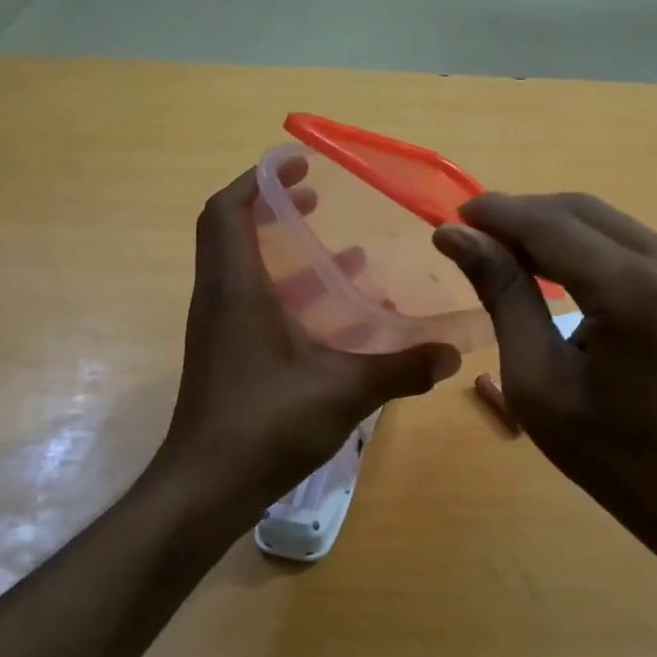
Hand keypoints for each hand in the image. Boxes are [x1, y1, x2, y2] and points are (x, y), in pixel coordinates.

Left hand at [161, 167, 460, 519]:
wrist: (204, 490)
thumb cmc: (264, 426)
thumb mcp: (343, 392)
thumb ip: (400, 369)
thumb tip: (451, 354)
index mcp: (235, 290)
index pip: (227, 211)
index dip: (258, 179)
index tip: (298, 165)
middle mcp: (219, 299)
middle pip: (232, 231)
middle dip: (274, 207)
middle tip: (319, 198)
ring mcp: (219, 328)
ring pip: (244, 267)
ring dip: (285, 250)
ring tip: (341, 249)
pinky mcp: (226, 354)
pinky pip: (252, 300)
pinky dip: (288, 290)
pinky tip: (333, 311)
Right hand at [435, 193, 656, 589]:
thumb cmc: (610, 455)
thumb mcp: (538, 380)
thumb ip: (503, 294)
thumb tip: (456, 235)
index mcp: (635, 292)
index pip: (551, 225)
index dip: (497, 214)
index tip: (450, 219)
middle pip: (580, 211)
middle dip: (521, 216)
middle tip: (472, 237)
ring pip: (604, 221)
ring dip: (551, 228)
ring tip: (504, 252)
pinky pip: (627, 241)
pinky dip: (583, 245)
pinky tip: (554, 266)